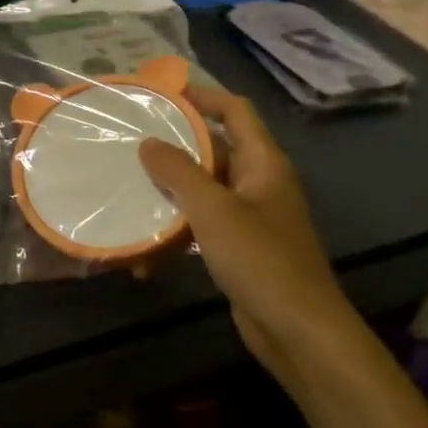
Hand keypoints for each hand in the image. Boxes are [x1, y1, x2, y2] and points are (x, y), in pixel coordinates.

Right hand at [139, 87, 361, 386]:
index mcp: (263, 163)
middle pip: (215, 148)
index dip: (202, 97)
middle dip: (175, 144)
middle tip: (132, 140)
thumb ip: (178, 172)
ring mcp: (250, 216)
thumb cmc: (260, 259)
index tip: (161, 95)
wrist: (299, 331)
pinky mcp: (239, 248)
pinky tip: (145, 251)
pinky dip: (176, 231)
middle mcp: (259, 183)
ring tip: (129, 188)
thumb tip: (148, 143)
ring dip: (170, 191)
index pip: (235, 111)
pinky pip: (202, 225)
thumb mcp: (213, 209)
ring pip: (204, 189)